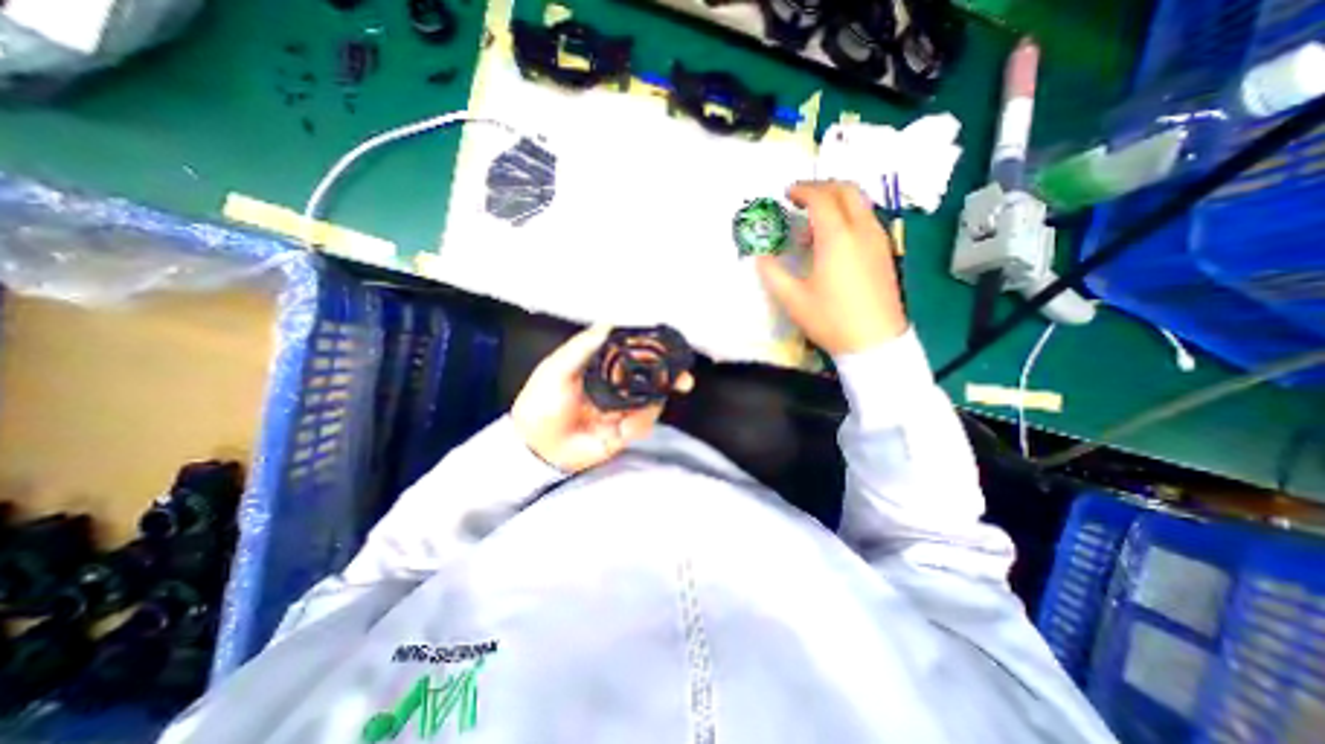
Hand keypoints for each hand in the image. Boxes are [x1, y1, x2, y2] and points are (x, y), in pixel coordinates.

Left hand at [509, 322, 693, 469]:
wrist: (536, 446)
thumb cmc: (542, 402)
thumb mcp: (557, 369)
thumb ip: (583, 345)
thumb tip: (610, 321)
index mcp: (602, 366)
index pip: (634, 353)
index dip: (653, 351)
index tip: (671, 349)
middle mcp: (617, 385)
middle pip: (651, 377)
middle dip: (670, 378)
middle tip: (684, 380)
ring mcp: (623, 408)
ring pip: (652, 401)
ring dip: (649, 408)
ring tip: (626, 419)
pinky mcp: (624, 430)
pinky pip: (644, 424)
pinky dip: (639, 426)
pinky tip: (622, 430)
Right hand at [757, 182, 913, 354]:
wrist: (874, 341)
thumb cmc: (831, 319)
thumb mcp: (793, 300)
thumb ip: (772, 274)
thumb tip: (760, 257)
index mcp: (837, 237)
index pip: (821, 198)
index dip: (802, 191)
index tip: (787, 195)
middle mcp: (862, 230)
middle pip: (847, 190)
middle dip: (822, 187)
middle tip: (801, 198)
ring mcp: (878, 239)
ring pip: (860, 203)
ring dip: (837, 201)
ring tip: (813, 223)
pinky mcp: (885, 251)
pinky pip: (867, 219)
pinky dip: (848, 216)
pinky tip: (834, 240)